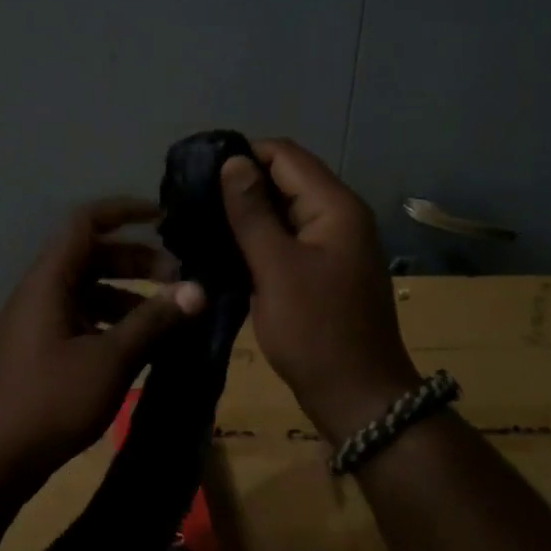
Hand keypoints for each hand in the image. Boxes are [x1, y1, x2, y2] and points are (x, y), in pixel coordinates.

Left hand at [0, 198, 205, 481]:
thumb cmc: (51, 401)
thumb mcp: (110, 360)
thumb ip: (154, 321)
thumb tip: (198, 289)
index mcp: (50, 281)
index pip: (86, 222)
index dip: (124, 211)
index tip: (164, 217)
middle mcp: (41, 292)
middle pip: (92, 257)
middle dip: (138, 262)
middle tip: (180, 282)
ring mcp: (38, 322)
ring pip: (89, 291)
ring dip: (129, 296)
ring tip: (169, 319)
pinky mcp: (40, 350)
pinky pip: (81, 319)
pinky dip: (112, 323)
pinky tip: (140, 347)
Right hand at [219, 141, 419, 442]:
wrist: (357, 397)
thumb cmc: (315, 330)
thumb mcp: (276, 267)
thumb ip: (252, 212)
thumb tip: (233, 161)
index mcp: (335, 206)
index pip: (285, 154)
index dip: (242, 155)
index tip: (198, 173)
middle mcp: (340, 215)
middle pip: (287, 177)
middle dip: (242, 183)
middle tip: (193, 199)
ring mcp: (334, 243)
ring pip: (286, 208)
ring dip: (249, 211)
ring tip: (202, 220)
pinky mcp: (324, 268)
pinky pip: (289, 236)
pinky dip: (261, 236)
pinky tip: (227, 247)